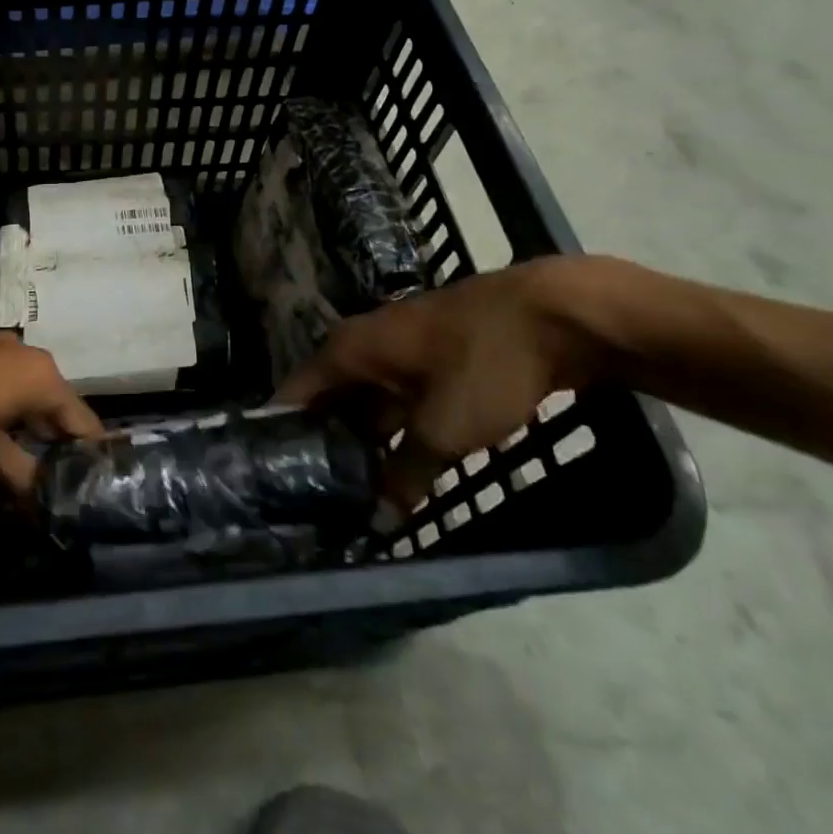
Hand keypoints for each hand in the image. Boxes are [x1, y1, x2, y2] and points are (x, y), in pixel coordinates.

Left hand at [0, 333, 103, 494]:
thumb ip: (22, 476)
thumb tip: (46, 500)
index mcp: (41, 374)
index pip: (81, 420)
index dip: (89, 455)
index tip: (96, 487)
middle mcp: (23, 354)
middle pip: (54, 405)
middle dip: (56, 444)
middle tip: (60, 487)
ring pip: (24, 396)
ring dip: (27, 430)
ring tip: (28, 472)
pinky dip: (3, 415)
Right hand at [276, 256, 611, 506]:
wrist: (558, 314)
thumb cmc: (484, 362)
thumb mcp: (443, 428)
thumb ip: (405, 474)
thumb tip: (379, 518)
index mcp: (351, 348)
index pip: (296, 391)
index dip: (283, 432)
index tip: (273, 477)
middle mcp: (368, 343)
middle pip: (333, 398)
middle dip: (328, 444)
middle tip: (320, 498)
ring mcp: (405, 348)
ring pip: (372, 400)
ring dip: (368, 440)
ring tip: (358, 491)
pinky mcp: (439, 357)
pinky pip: (404, 399)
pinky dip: (401, 430)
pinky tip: (405, 466)